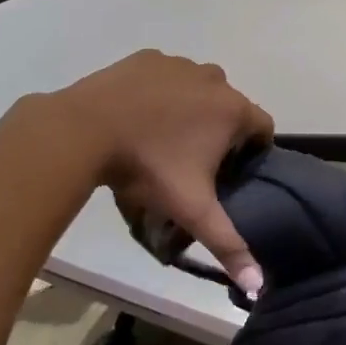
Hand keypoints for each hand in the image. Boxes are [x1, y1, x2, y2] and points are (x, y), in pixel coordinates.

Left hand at [52, 50, 274, 296]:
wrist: (83, 130)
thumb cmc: (147, 168)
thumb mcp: (190, 209)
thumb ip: (227, 244)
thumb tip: (258, 286)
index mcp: (234, 110)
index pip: (263, 128)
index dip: (250, 151)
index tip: (226, 170)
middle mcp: (215, 80)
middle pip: (231, 107)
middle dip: (219, 129)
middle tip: (191, 159)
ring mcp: (180, 65)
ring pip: (200, 88)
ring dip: (192, 108)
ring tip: (162, 137)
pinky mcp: (148, 58)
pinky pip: (168, 74)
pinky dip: (162, 91)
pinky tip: (139, 114)